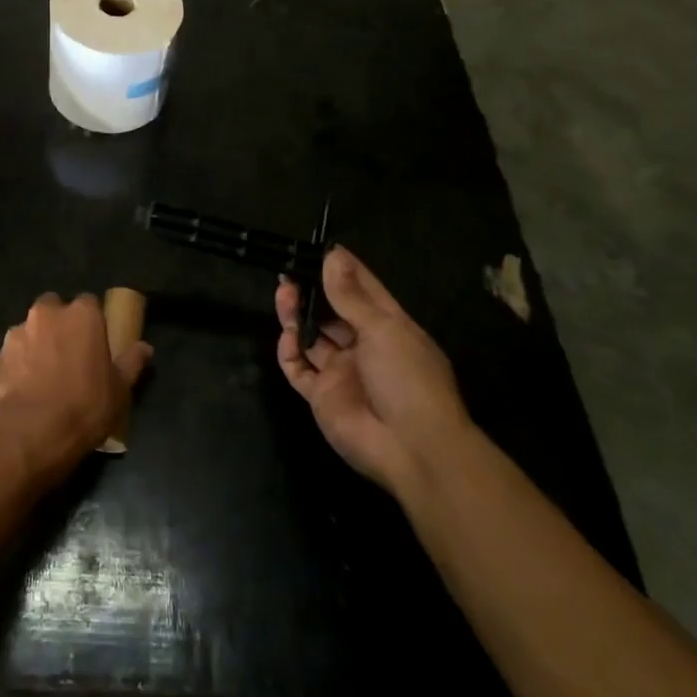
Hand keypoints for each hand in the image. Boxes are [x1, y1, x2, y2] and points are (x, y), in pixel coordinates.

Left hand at [0, 293, 152, 483]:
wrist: (28, 434)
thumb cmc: (83, 406)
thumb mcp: (119, 390)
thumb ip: (131, 363)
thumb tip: (145, 347)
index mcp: (81, 315)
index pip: (89, 303)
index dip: (93, 322)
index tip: (96, 343)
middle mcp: (46, 314)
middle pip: (54, 308)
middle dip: (60, 325)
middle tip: (70, 356)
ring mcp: (16, 333)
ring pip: (30, 330)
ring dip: (37, 344)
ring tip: (44, 378)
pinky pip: (12, 356)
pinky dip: (18, 366)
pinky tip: (25, 392)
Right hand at [276, 247, 469, 497]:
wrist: (413, 449)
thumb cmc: (408, 379)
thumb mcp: (383, 329)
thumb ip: (350, 295)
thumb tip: (333, 255)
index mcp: (388, 327)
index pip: (362, 289)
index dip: (341, 268)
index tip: (319, 247)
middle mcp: (363, 346)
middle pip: (331, 312)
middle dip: (311, 291)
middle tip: (288, 272)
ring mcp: (341, 372)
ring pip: (311, 336)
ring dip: (296, 315)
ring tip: (283, 294)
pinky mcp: (321, 396)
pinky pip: (298, 369)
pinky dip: (289, 352)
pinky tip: (287, 338)